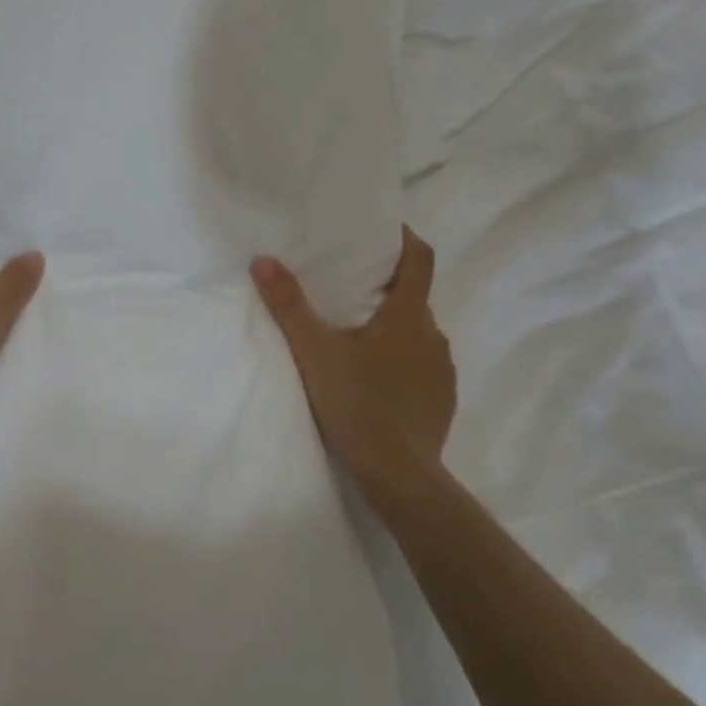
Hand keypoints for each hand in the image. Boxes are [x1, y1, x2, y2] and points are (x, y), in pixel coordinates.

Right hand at [251, 228, 456, 518]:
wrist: (399, 475)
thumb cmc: (358, 404)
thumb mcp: (314, 352)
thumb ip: (289, 305)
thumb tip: (263, 260)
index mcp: (408, 316)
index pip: (419, 259)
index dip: (405, 238)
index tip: (384, 230)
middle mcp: (433, 336)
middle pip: (414, 298)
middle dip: (386, 288)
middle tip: (349, 288)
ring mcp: (442, 371)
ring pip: (417, 335)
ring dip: (393, 328)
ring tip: (357, 337)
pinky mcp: (441, 400)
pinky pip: (422, 366)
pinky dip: (401, 361)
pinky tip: (375, 380)